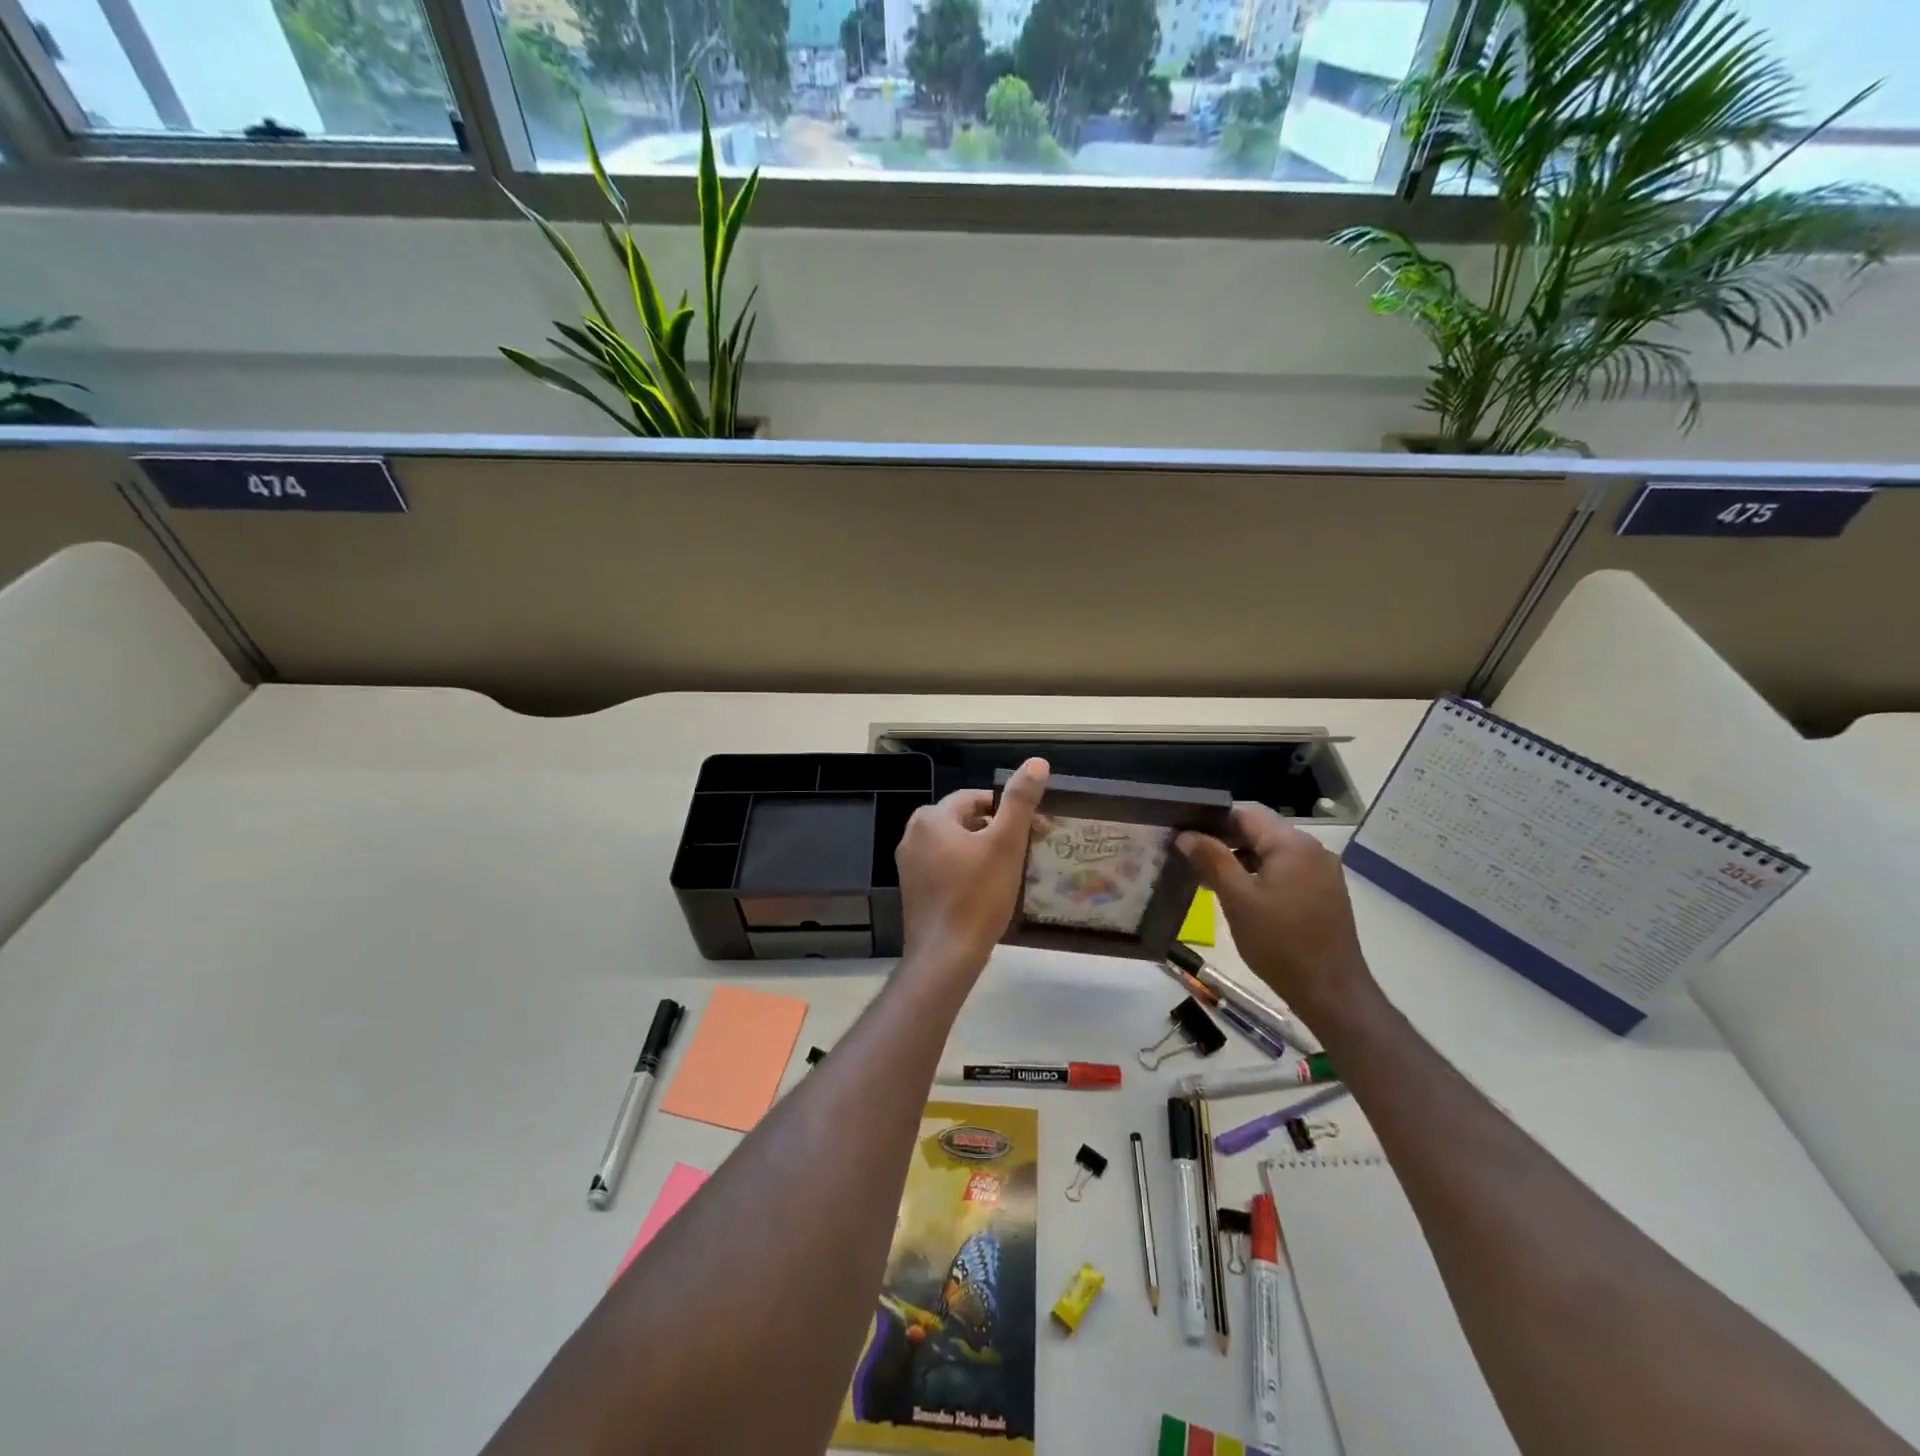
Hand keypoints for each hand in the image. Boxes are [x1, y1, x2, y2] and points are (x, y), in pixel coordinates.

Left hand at [896, 758, 1048, 974]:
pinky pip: (944, 867)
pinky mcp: (913, 890)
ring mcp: (909, 865)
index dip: (1005, 810)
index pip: (975, 798)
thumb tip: (1037, 762)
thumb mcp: (1006, 844)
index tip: (1030, 828)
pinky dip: (965, 870)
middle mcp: (913, 835)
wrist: (946, 955)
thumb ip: (1020, 801)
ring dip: (980, 851)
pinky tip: (985, 890)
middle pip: (963, 821)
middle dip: (993, 830)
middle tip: (1022, 850)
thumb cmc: (977, 896)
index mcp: (931, 818)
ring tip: (1007, 870)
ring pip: (954, 845)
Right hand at [1177, 803, 1379, 1030]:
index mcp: (1292, 844)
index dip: (1212, 820)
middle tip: (1191, 859)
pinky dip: (1261, 876)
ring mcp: (1322, 872)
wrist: (1331, 992)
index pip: (1245, 814)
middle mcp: (1312, 849)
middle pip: (1260, 832)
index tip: (1184, 835)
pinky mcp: (1325, 892)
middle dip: (1225, 842)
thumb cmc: (1280, 943)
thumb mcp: (1237, 899)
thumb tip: (1186, 834)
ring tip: (1209, 880)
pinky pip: (1286, 871)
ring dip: (1241, 860)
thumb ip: (1211, 860)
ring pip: (1272, 853)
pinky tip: (1241, 896)